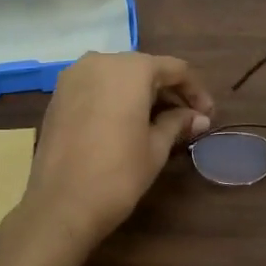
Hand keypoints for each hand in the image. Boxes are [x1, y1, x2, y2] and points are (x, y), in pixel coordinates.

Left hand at [10, 52, 213, 264]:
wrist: (60, 204)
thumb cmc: (117, 174)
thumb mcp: (155, 148)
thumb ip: (177, 123)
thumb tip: (199, 118)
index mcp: (130, 68)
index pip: (174, 69)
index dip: (195, 91)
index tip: (208, 115)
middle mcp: (100, 60)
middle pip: (144, 69)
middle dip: (168, 91)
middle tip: (187, 120)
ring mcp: (74, 76)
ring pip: (118, 76)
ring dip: (141, 94)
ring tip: (159, 122)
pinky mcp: (58, 94)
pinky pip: (96, 86)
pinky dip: (115, 98)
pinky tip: (127, 122)